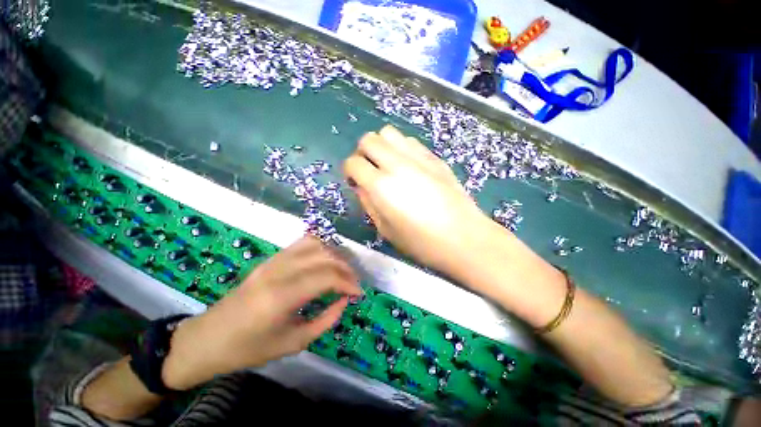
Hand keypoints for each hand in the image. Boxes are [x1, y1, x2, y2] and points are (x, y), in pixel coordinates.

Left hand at [162, 236, 360, 389]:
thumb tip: (344, 301)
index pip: (327, 277)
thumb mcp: (292, 344)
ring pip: (314, 244)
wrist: (207, 339)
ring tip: (341, 269)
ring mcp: (272, 261)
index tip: (358, 293)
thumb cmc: (248, 348)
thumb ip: (325, 321)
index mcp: (282, 296)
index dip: (348, 282)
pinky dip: (319, 247)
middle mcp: (278, 271)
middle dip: (345, 267)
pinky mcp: (269, 259)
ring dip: (334, 254)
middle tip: (353, 282)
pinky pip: (300, 244)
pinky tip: (324, 260)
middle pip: (324, 257)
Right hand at [343, 125, 493, 274]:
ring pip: (389, 133)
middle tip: (369, 170)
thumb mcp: (386, 229)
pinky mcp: (434, 157)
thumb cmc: (421, 242)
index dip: (349, 171)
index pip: (353, 163)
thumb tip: (361, 186)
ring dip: (382, 146)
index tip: (354, 181)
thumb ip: (368, 203)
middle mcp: (397, 164)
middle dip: (362, 153)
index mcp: (381, 186)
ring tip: (387, 164)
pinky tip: (408, 166)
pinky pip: (410, 141)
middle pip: (368, 139)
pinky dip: (401, 148)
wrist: (463, 237)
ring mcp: (418, 157)